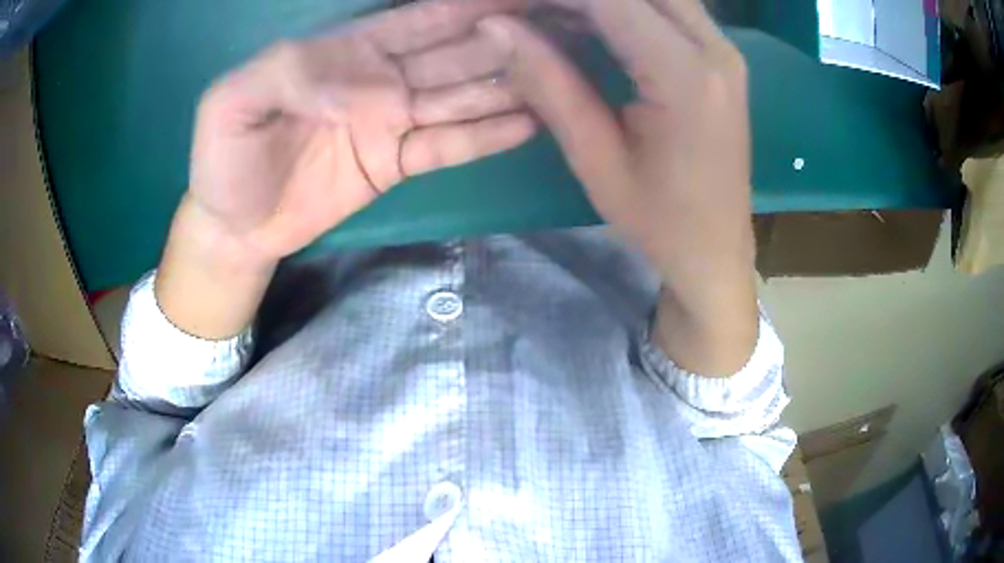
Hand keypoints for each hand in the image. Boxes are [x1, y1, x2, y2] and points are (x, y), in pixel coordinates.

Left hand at [158, 0, 535, 338]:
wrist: (234, 227)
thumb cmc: (225, 161)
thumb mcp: (232, 102)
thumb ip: (287, 71)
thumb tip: (364, 79)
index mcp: (343, 52)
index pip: (419, 19)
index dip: (470, 6)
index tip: (518, 0)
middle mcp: (379, 78)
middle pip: (454, 52)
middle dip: (505, 39)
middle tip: (558, 33)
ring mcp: (391, 121)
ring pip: (461, 96)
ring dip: (508, 84)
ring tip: (559, 76)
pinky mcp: (396, 163)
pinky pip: (448, 146)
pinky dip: (487, 136)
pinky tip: (529, 123)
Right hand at [481, 0, 758, 373]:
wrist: (718, 250)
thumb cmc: (659, 221)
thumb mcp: (595, 158)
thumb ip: (548, 81)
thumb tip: (495, 26)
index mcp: (686, 76)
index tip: (506, 6)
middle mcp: (715, 48)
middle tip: (527, 12)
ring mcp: (724, 50)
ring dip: (598, 0)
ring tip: (548, 16)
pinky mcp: (720, 56)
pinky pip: (666, 8)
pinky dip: (621, 7)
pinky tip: (584, 22)